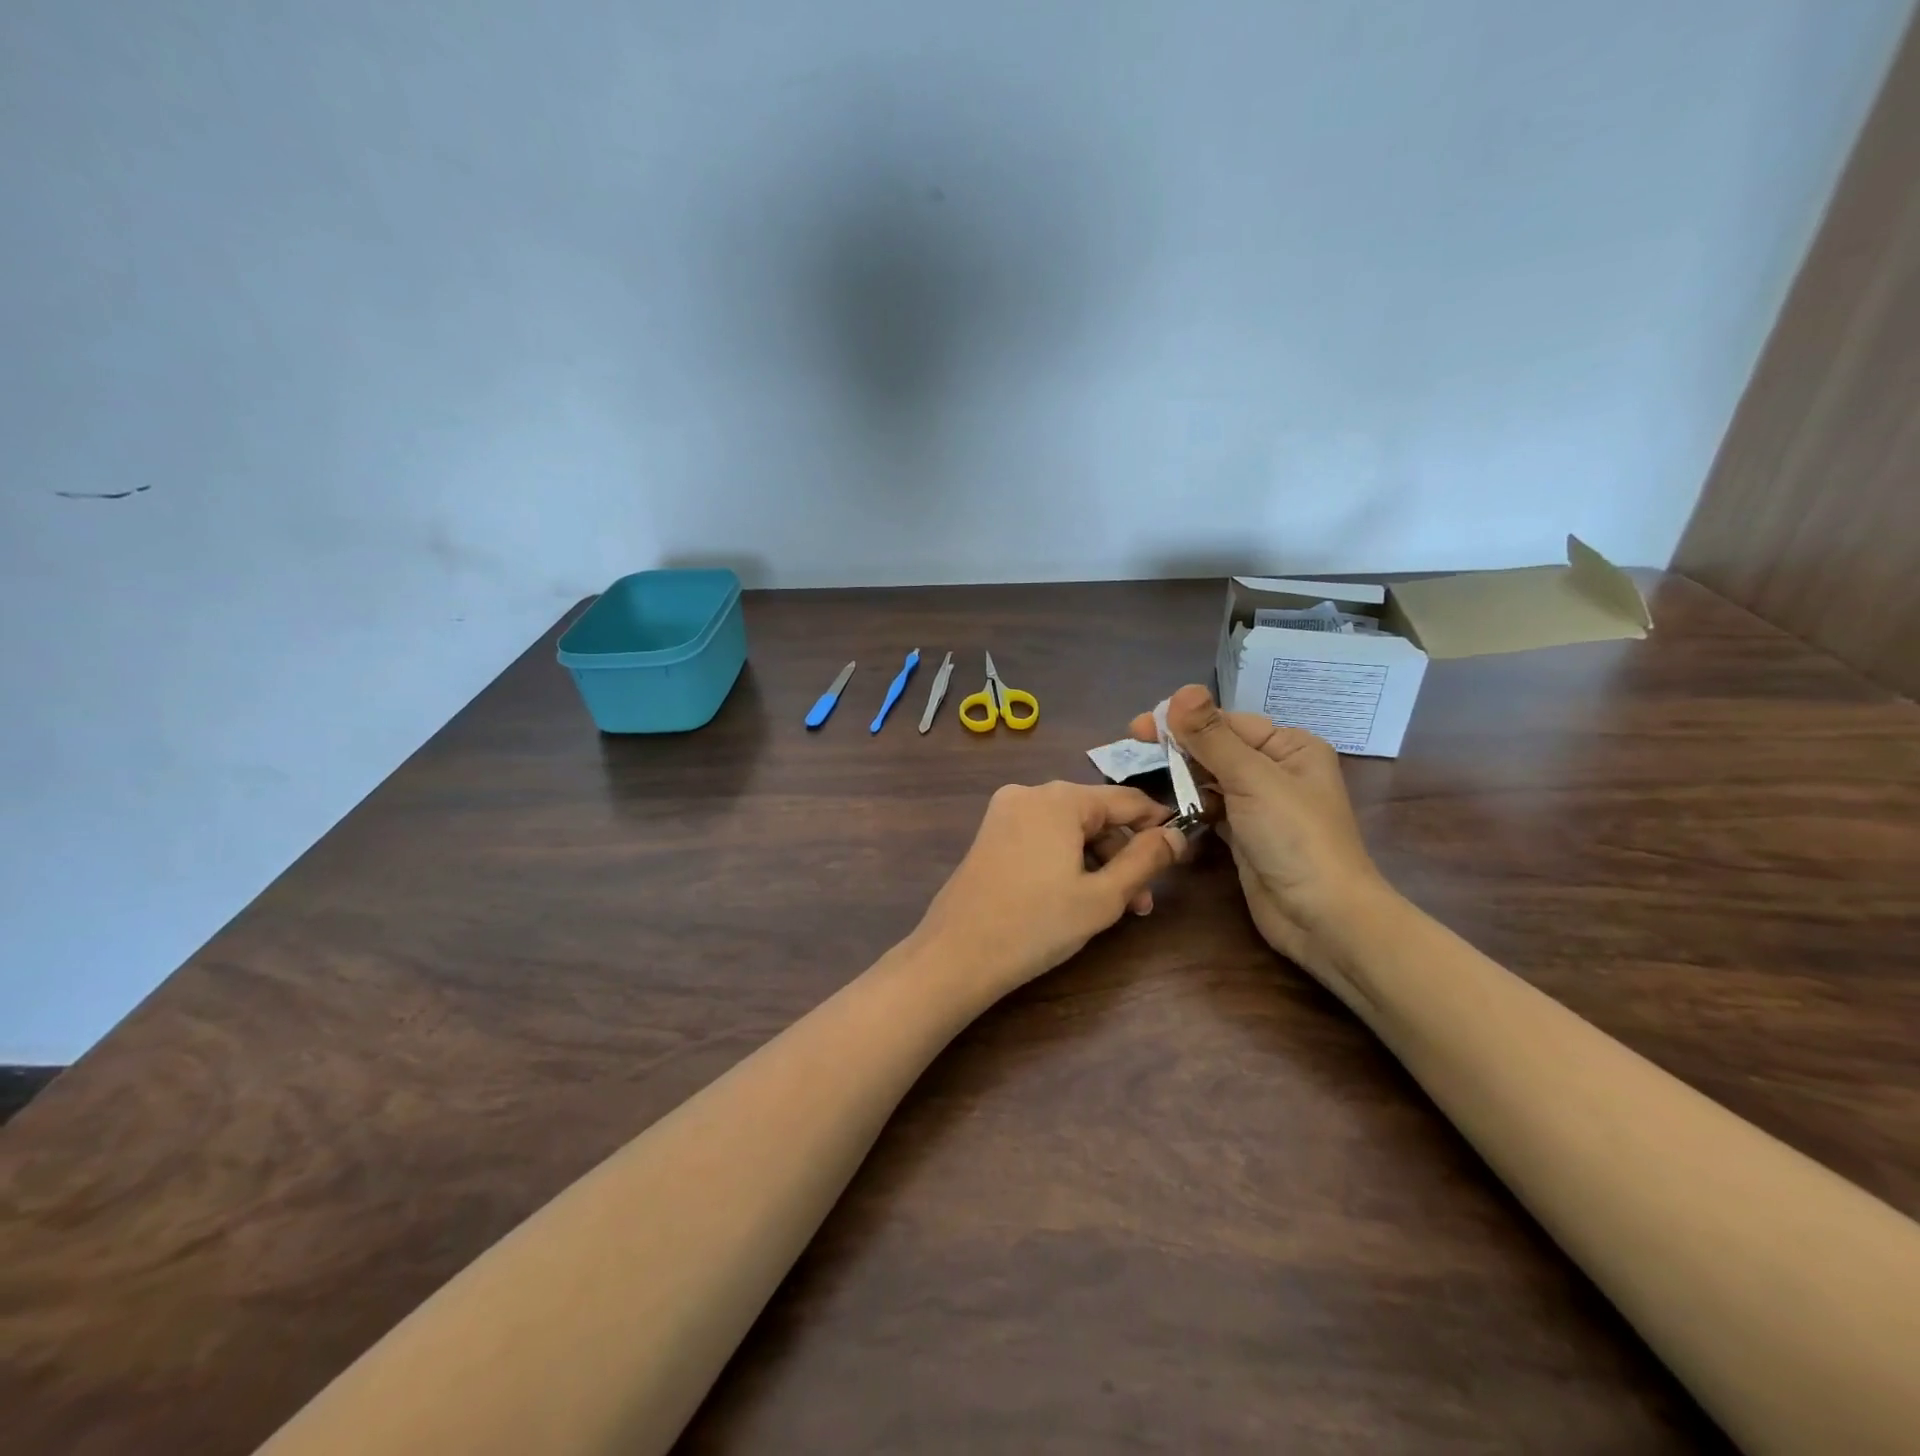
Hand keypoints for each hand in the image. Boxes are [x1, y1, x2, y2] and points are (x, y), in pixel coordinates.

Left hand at [913, 782, 1186, 1001]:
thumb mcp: (1103, 896)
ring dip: (1096, 863)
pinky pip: (1042, 838)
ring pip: (1068, 829)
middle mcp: (1029, 793)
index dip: (1159, 825)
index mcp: (1059, 798)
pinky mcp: (990, 835)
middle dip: (1123, 856)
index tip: (1181, 854)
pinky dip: (1065, 861)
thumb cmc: (1037, 925)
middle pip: (1095, 816)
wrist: (957, 954)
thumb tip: (1177, 834)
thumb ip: (1146, 860)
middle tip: (1141, 904)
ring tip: (1112, 910)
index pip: (1127, 800)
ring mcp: (1004, 813)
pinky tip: (1074, 898)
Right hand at [1131, 685, 1393, 980]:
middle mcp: (1277, 770)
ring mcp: (1261, 805)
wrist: (1323, 918)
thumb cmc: (1294, 838)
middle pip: (1217, 748)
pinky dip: (1190, 805)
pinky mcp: (1245, 835)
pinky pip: (1211, 808)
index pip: (1227, 723)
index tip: (1137, 726)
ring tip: (1144, 776)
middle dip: (1179, 747)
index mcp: (1290, 747)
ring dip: (1181, 777)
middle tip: (1132, 745)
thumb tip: (1181, 691)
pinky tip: (1166, 806)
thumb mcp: (1252, 779)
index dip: (1183, 721)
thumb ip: (1212, 736)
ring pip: (1211, 779)